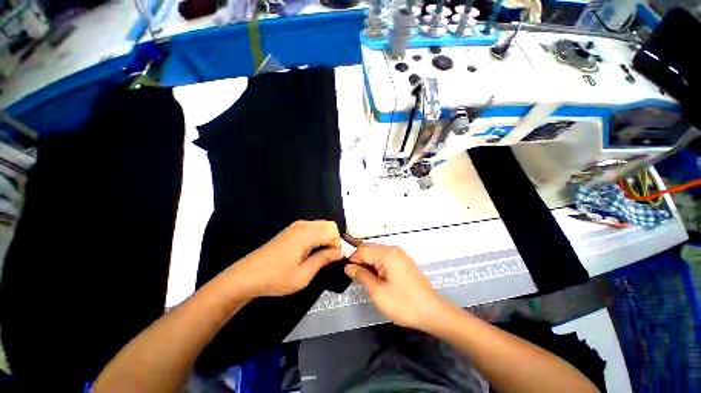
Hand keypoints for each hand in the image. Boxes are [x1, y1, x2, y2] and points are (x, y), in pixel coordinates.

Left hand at [231, 220, 343, 296]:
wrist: (247, 276)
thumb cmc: (276, 278)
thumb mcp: (303, 275)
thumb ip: (324, 259)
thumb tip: (340, 252)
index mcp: (306, 235)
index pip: (333, 231)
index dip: (337, 244)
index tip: (333, 259)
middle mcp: (302, 225)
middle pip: (329, 224)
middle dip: (333, 239)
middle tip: (327, 257)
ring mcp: (295, 226)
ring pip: (321, 224)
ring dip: (326, 237)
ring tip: (319, 255)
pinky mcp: (291, 229)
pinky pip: (312, 227)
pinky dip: (318, 235)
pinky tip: (310, 250)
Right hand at [345, 244, 447, 330]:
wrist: (431, 312)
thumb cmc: (403, 303)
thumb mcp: (378, 291)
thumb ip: (361, 275)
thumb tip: (347, 266)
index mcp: (386, 254)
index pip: (362, 250)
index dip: (352, 260)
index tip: (347, 273)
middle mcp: (393, 249)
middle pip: (369, 249)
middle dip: (359, 260)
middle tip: (355, 277)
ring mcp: (399, 254)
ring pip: (376, 252)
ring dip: (368, 262)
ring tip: (364, 278)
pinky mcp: (403, 260)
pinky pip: (385, 256)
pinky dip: (377, 264)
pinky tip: (376, 275)